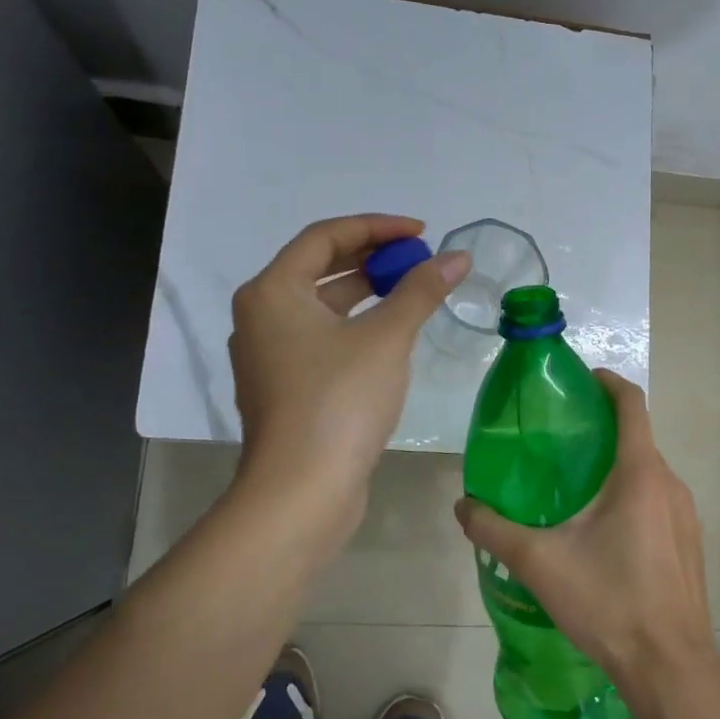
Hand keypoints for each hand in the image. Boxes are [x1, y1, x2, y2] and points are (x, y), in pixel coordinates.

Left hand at [229, 214, 469, 518]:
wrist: (301, 491)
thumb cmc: (339, 400)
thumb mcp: (387, 338)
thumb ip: (421, 291)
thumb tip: (458, 257)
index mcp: (272, 292)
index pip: (325, 236)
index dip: (376, 227)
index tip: (421, 233)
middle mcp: (261, 316)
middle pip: (320, 268)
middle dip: (373, 258)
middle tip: (419, 261)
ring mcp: (270, 355)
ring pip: (322, 306)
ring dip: (366, 293)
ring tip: (412, 291)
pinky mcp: (285, 387)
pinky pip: (321, 338)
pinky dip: (355, 326)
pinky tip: (390, 335)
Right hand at [453, 370, 718, 708]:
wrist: (670, 668)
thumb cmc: (609, 603)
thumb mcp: (540, 563)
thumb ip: (495, 530)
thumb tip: (463, 507)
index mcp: (640, 474)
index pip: (631, 404)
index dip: (607, 382)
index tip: (579, 379)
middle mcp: (670, 484)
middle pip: (637, 438)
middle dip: (601, 430)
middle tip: (559, 442)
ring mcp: (686, 515)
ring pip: (648, 473)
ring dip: (616, 467)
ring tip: (574, 487)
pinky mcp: (690, 543)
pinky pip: (659, 501)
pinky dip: (632, 496)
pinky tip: (603, 533)